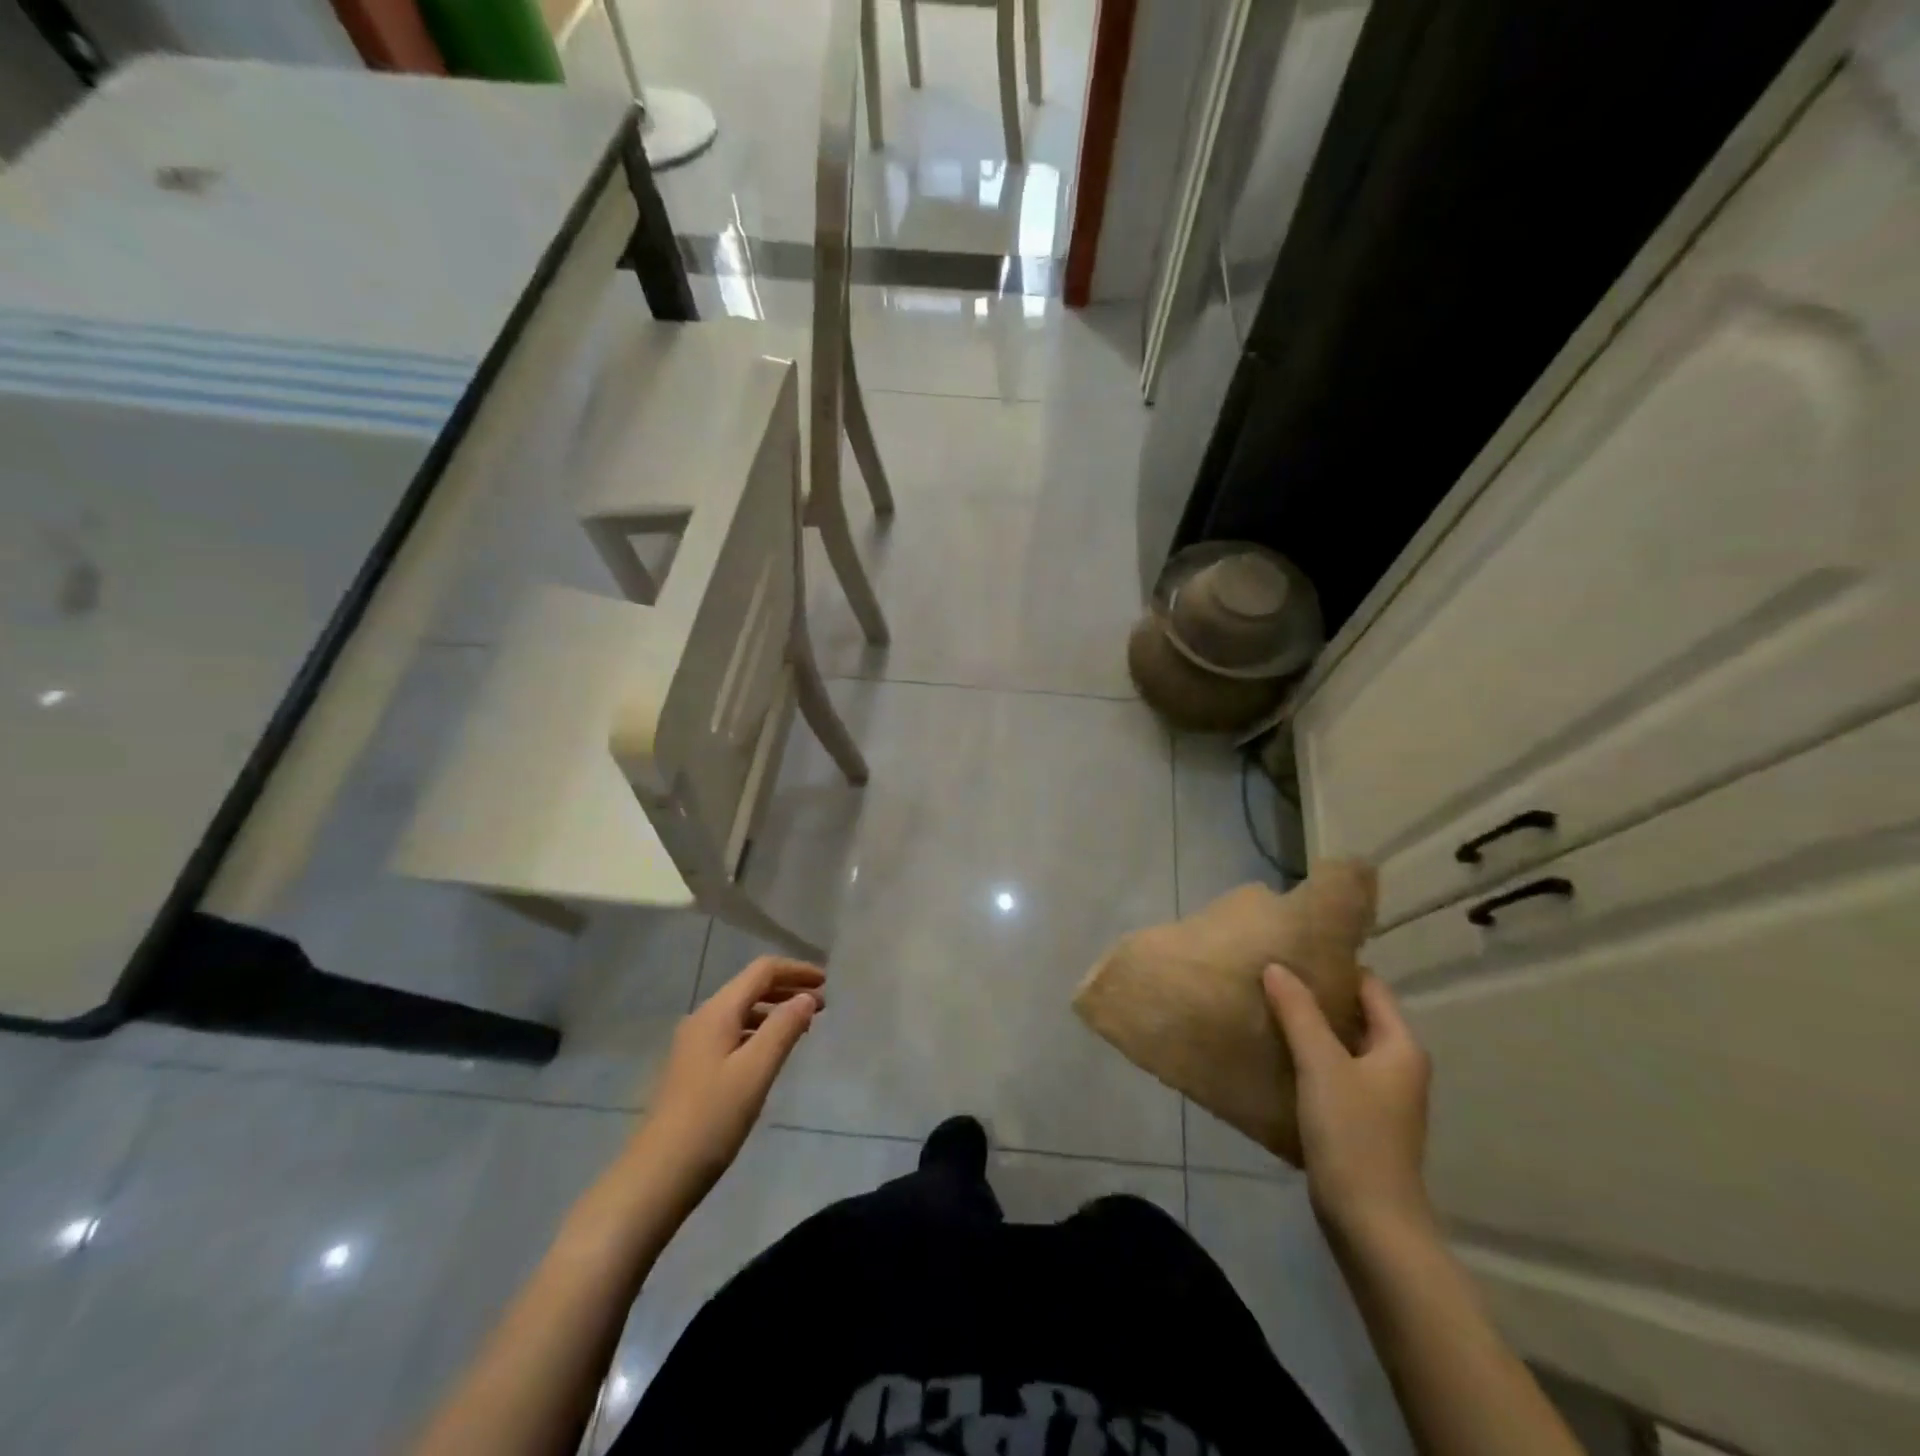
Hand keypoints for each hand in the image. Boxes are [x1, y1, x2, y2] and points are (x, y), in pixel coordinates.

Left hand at [633, 957, 824, 1207]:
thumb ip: (784, 1028)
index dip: (796, 971)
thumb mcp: (755, 1071)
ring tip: (804, 1027)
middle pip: (751, 987)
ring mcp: (694, 1044)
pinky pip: (733, 1033)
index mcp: (717, 1012)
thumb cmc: (712, 1119)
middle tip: (823, 1004)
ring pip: (742, 1011)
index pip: (762, 971)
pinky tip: (772, 1053)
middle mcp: (703, 1019)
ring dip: (775, 1011)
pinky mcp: (693, 1068)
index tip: (827, 983)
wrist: (656, 1176)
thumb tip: (807, 997)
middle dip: (788, 989)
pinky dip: (759, 1031)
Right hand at [1264, 964, 1432, 1238]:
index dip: (1334, 967)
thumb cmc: (1353, 1135)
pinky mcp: (1359, 1120)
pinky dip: (1307, 1058)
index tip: (1292, 952)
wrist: (1371, 1224)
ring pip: (1340, 1045)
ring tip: (1264, 1007)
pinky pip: (1331, 1073)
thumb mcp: (1321, 1065)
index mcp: (1400, 1046)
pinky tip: (1274, 1054)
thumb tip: (1277, 967)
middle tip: (1270, 976)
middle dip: (1314, 996)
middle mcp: (1396, 1066)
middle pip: (1354, 1014)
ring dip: (1307, 1027)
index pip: (1369, 987)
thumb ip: (1298, 1013)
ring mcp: (1379, 1096)